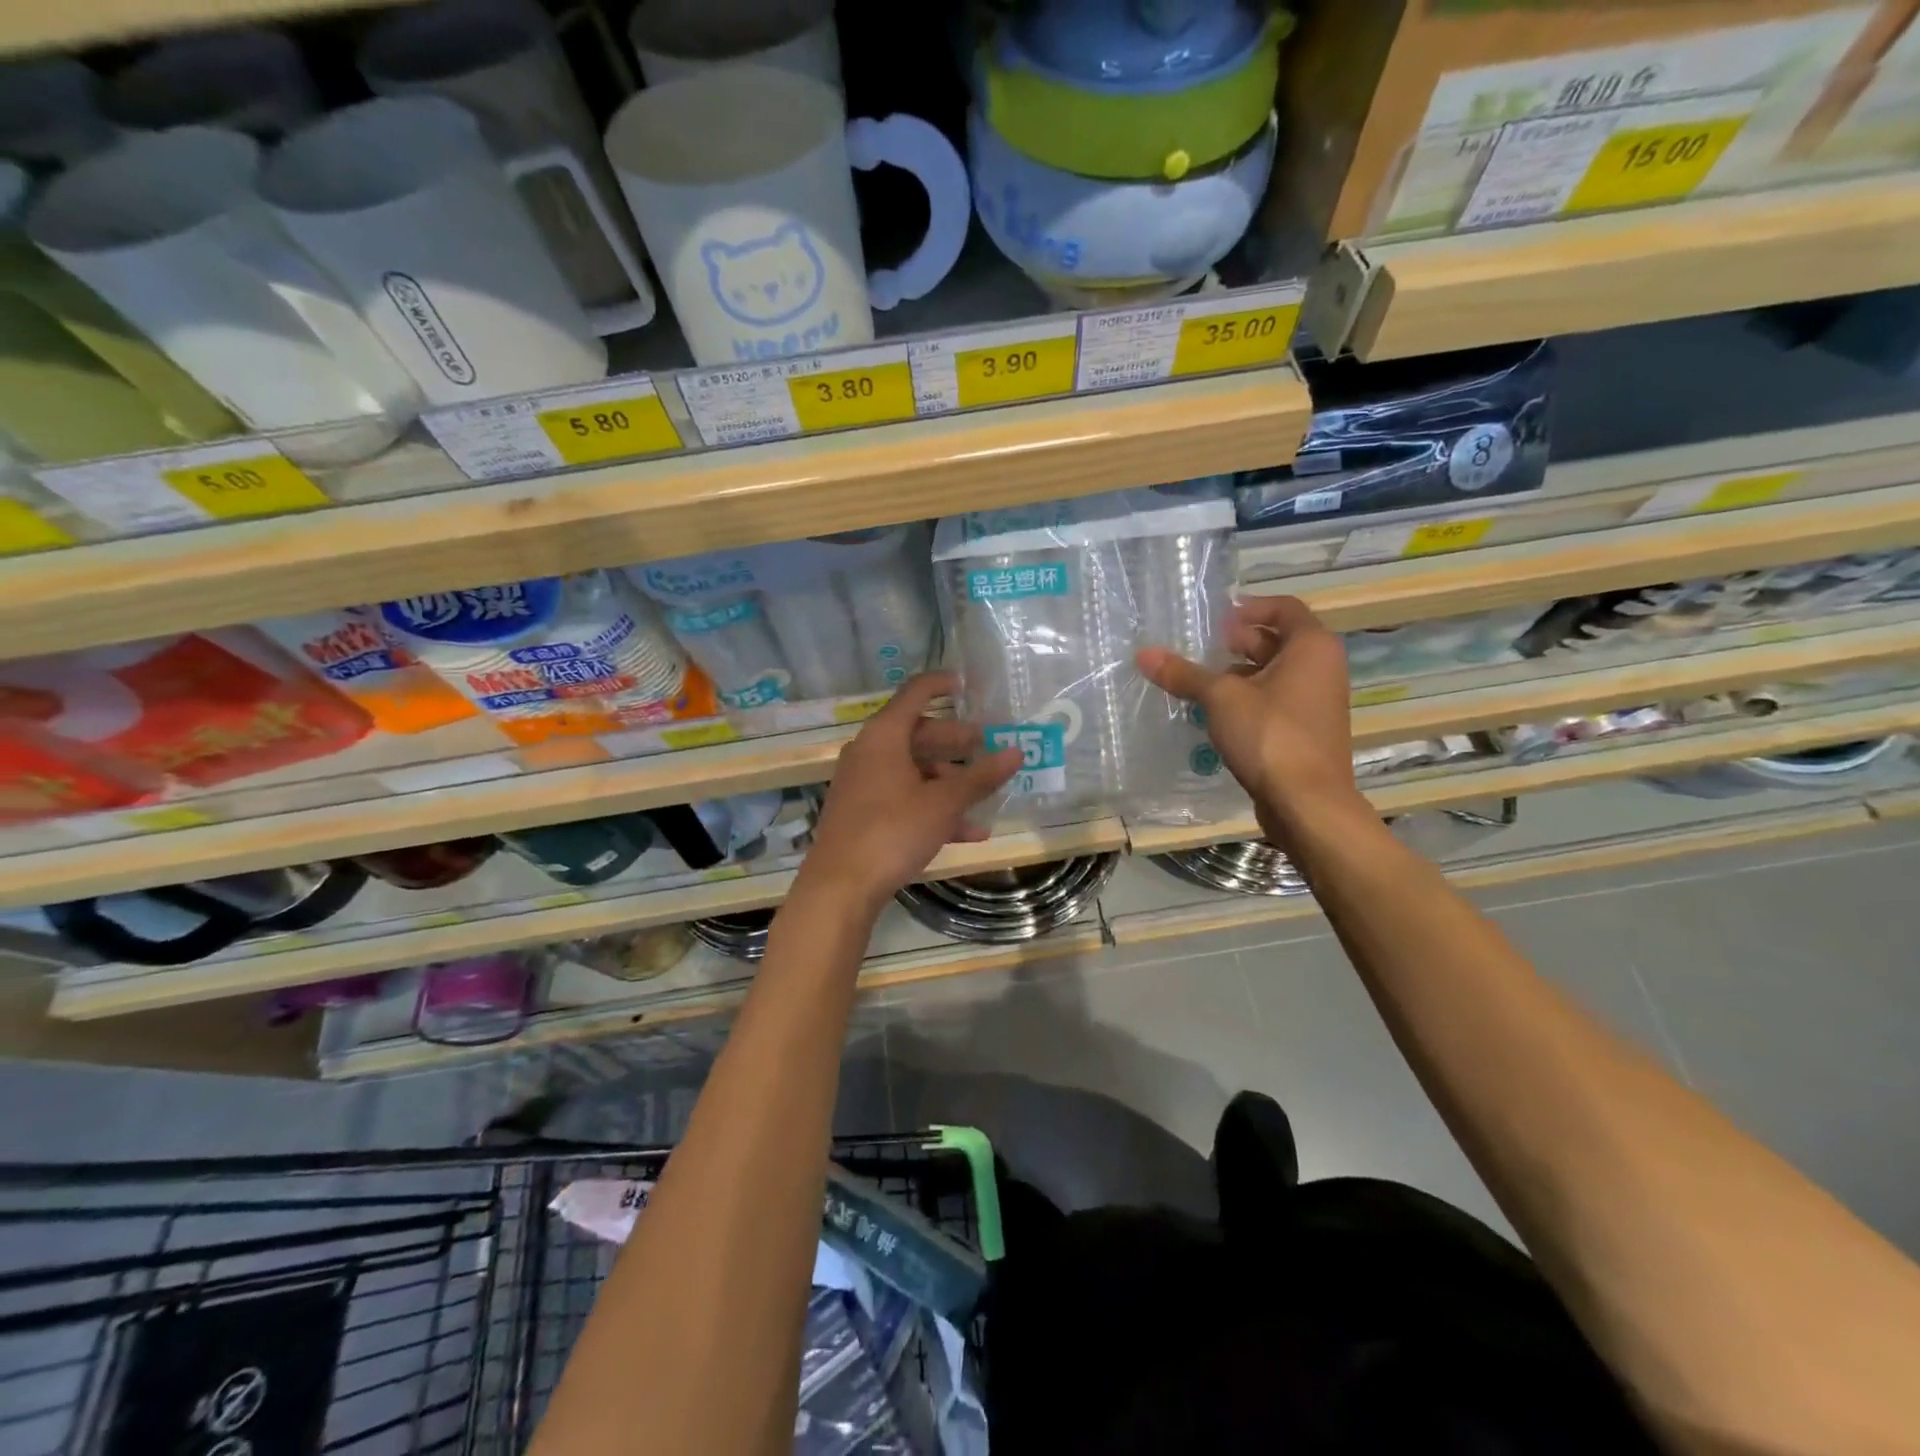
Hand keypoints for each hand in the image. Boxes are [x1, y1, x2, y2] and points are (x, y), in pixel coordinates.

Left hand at [801, 672, 1021, 911]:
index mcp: (884, 736)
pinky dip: (931, 806)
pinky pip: (902, 796)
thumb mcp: (944, 803)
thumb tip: (1016, 752)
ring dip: (948, 781)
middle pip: (917, 734)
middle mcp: (868, 752)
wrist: (840, 886)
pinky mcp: (860, 812)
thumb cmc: (893, 831)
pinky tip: (966, 832)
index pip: (915, 693)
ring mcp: (862, 783)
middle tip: (986, 747)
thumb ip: (980, 777)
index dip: (942, 683)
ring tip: (983, 799)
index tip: (968, 684)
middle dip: (955, 742)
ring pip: (912, 769)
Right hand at [1137, 596, 1361, 842]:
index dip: (1248, 608)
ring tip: (1198, 683)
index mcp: (1312, 646)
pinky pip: (1274, 702)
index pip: (1283, 608)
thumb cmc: (1270, 735)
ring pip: (1273, 675)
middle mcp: (1322, 668)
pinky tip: (1214, 715)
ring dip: (1237, 675)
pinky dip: (1247, 701)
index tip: (1214, 621)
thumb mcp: (1220, 698)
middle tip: (1198, 650)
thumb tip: (1144, 653)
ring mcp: (1317, 702)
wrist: (1307, 802)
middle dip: (1236, 643)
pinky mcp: (1306, 731)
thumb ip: (1183, 674)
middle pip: (1276, 641)